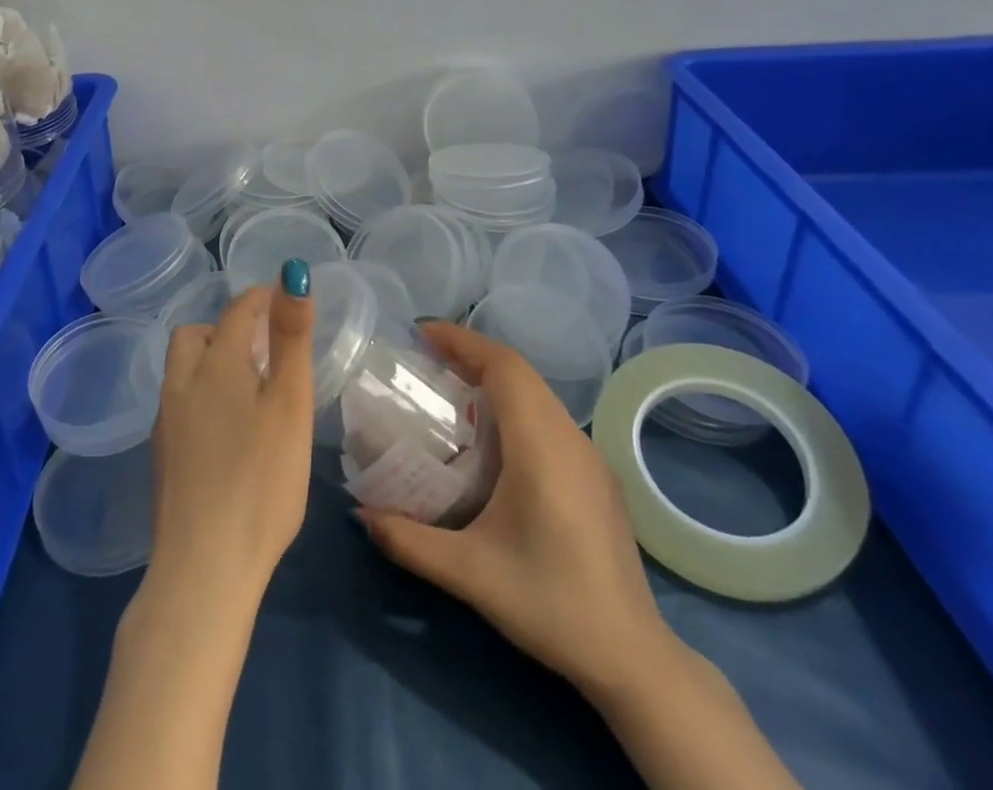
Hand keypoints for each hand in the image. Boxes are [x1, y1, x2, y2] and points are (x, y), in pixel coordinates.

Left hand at [147, 277, 315, 616]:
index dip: (260, 298)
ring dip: (209, 362)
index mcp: (214, 363)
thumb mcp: (289, 402)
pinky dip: (200, 396)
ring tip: (245, 386)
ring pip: (181, 370)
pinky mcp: (162, 458)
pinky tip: (223, 429)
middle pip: (194, 335)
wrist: (204, 567)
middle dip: (225, 329)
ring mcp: (165, 422)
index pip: (236, 311)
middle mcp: (181, 383)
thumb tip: (291, 274)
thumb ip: (290, 337)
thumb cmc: (260, 480)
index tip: (281, 299)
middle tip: (260, 348)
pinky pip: (179, 403)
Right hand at [358, 322, 676, 702]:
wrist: (634, 659)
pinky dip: (515, 407)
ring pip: (537, 395)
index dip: (463, 341)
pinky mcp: (598, 478)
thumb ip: (409, 541)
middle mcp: (569, 438)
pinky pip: (549, 419)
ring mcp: (590, 457)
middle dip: (472, 356)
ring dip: (495, 382)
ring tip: (451, 393)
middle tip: (426, 362)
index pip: (504, 367)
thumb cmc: (550, 603)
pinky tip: (493, 443)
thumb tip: (359, 515)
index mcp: (542, 446)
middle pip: (520, 373)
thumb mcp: (470, 573)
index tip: (422, 333)